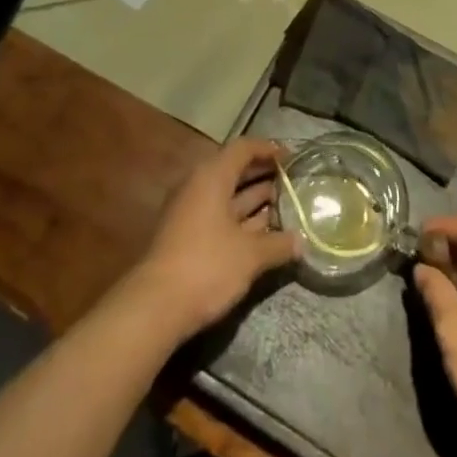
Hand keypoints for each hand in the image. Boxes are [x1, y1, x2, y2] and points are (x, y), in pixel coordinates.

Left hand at [124, 138, 300, 342]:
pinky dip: (242, 220)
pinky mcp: (187, 236)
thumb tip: (302, 242)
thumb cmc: (206, 266)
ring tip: (285, 206)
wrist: (155, 307)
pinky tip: (263, 233)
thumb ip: (278, 244)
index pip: (243, 148)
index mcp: (212, 177)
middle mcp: (199, 187)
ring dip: (255, 200)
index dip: (269, 149)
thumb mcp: (250, 255)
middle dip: (265, 175)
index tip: (293, 158)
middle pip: (235, 170)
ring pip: (228, 196)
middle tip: (293, 182)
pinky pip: (220, 217)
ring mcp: (191, 212)